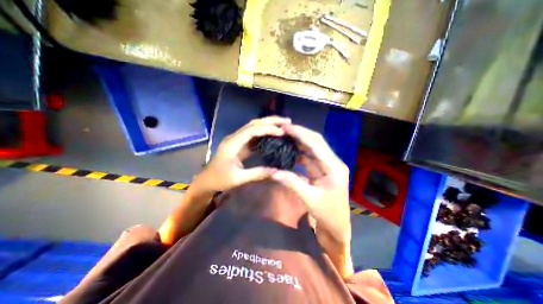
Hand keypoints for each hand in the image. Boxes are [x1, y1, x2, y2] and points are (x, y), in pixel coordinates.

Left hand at [192, 116, 292, 194]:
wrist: (206, 181)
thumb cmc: (219, 179)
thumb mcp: (238, 178)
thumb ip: (258, 173)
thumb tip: (277, 171)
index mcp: (232, 143)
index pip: (252, 130)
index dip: (268, 129)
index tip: (282, 132)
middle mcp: (235, 137)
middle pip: (254, 124)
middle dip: (270, 121)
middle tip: (287, 121)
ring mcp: (237, 140)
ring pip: (254, 128)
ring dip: (268, 125)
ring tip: (283, 126)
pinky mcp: (240, 145)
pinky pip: (254, 136)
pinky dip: (264, 134)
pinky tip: (273, 136)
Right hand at [272, 125, 351, 248]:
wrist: (337, 226)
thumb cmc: (327, 214)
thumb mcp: (308, 198)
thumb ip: (291, 182)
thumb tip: (273, 171)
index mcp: (334, 167)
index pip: (316, 144)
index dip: (301, 134)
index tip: (286, 128)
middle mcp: (333, 162)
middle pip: (316, 142)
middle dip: (300, 134)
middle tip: (284, 129)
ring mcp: (328, 166)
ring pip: (313, 149)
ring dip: (300, 142)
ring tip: (286, 136)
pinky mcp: (322, 171)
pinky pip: (310, 158)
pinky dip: (300, 153)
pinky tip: (290, 150)